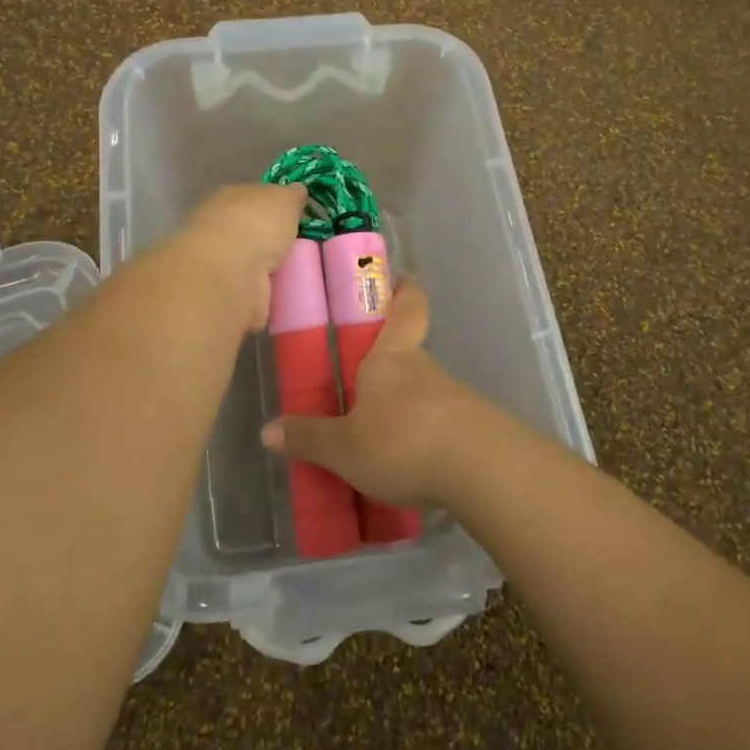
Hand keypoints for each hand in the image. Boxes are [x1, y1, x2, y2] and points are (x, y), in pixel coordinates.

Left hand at [175, 183, 306, 331]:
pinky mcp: (224, 292)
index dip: (273, 206)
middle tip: (301, 247)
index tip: (295, 217)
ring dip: (268, 267)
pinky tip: (284, 293)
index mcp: (227, 197)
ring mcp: (218, 262)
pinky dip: (265, 291)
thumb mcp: (284, 199)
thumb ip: (292, 195)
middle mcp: (217, 227)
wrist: (230, 272)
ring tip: (298, 272)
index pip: (251, 199)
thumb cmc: (256, 224)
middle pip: (250, 231)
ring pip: (250, 261)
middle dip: (270, 240)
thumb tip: (297, 190)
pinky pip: (252, 288)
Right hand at [259, 281, 479, 506]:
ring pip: (426, 396)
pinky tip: (413, 470)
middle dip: (389, 371)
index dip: (404, 291)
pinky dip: (428, 442)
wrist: (482, 469)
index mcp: (391, 358)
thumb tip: (268, 431)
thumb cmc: (401, 440)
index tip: (402, 279)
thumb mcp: (344, 448)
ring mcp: (456, 398)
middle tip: (360, 395)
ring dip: (407, 413)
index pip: (406, 308)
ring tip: (382, 447)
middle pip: (409, 356)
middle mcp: (425, 369)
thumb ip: (309, 439)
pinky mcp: (478, 431)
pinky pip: (444, 429)